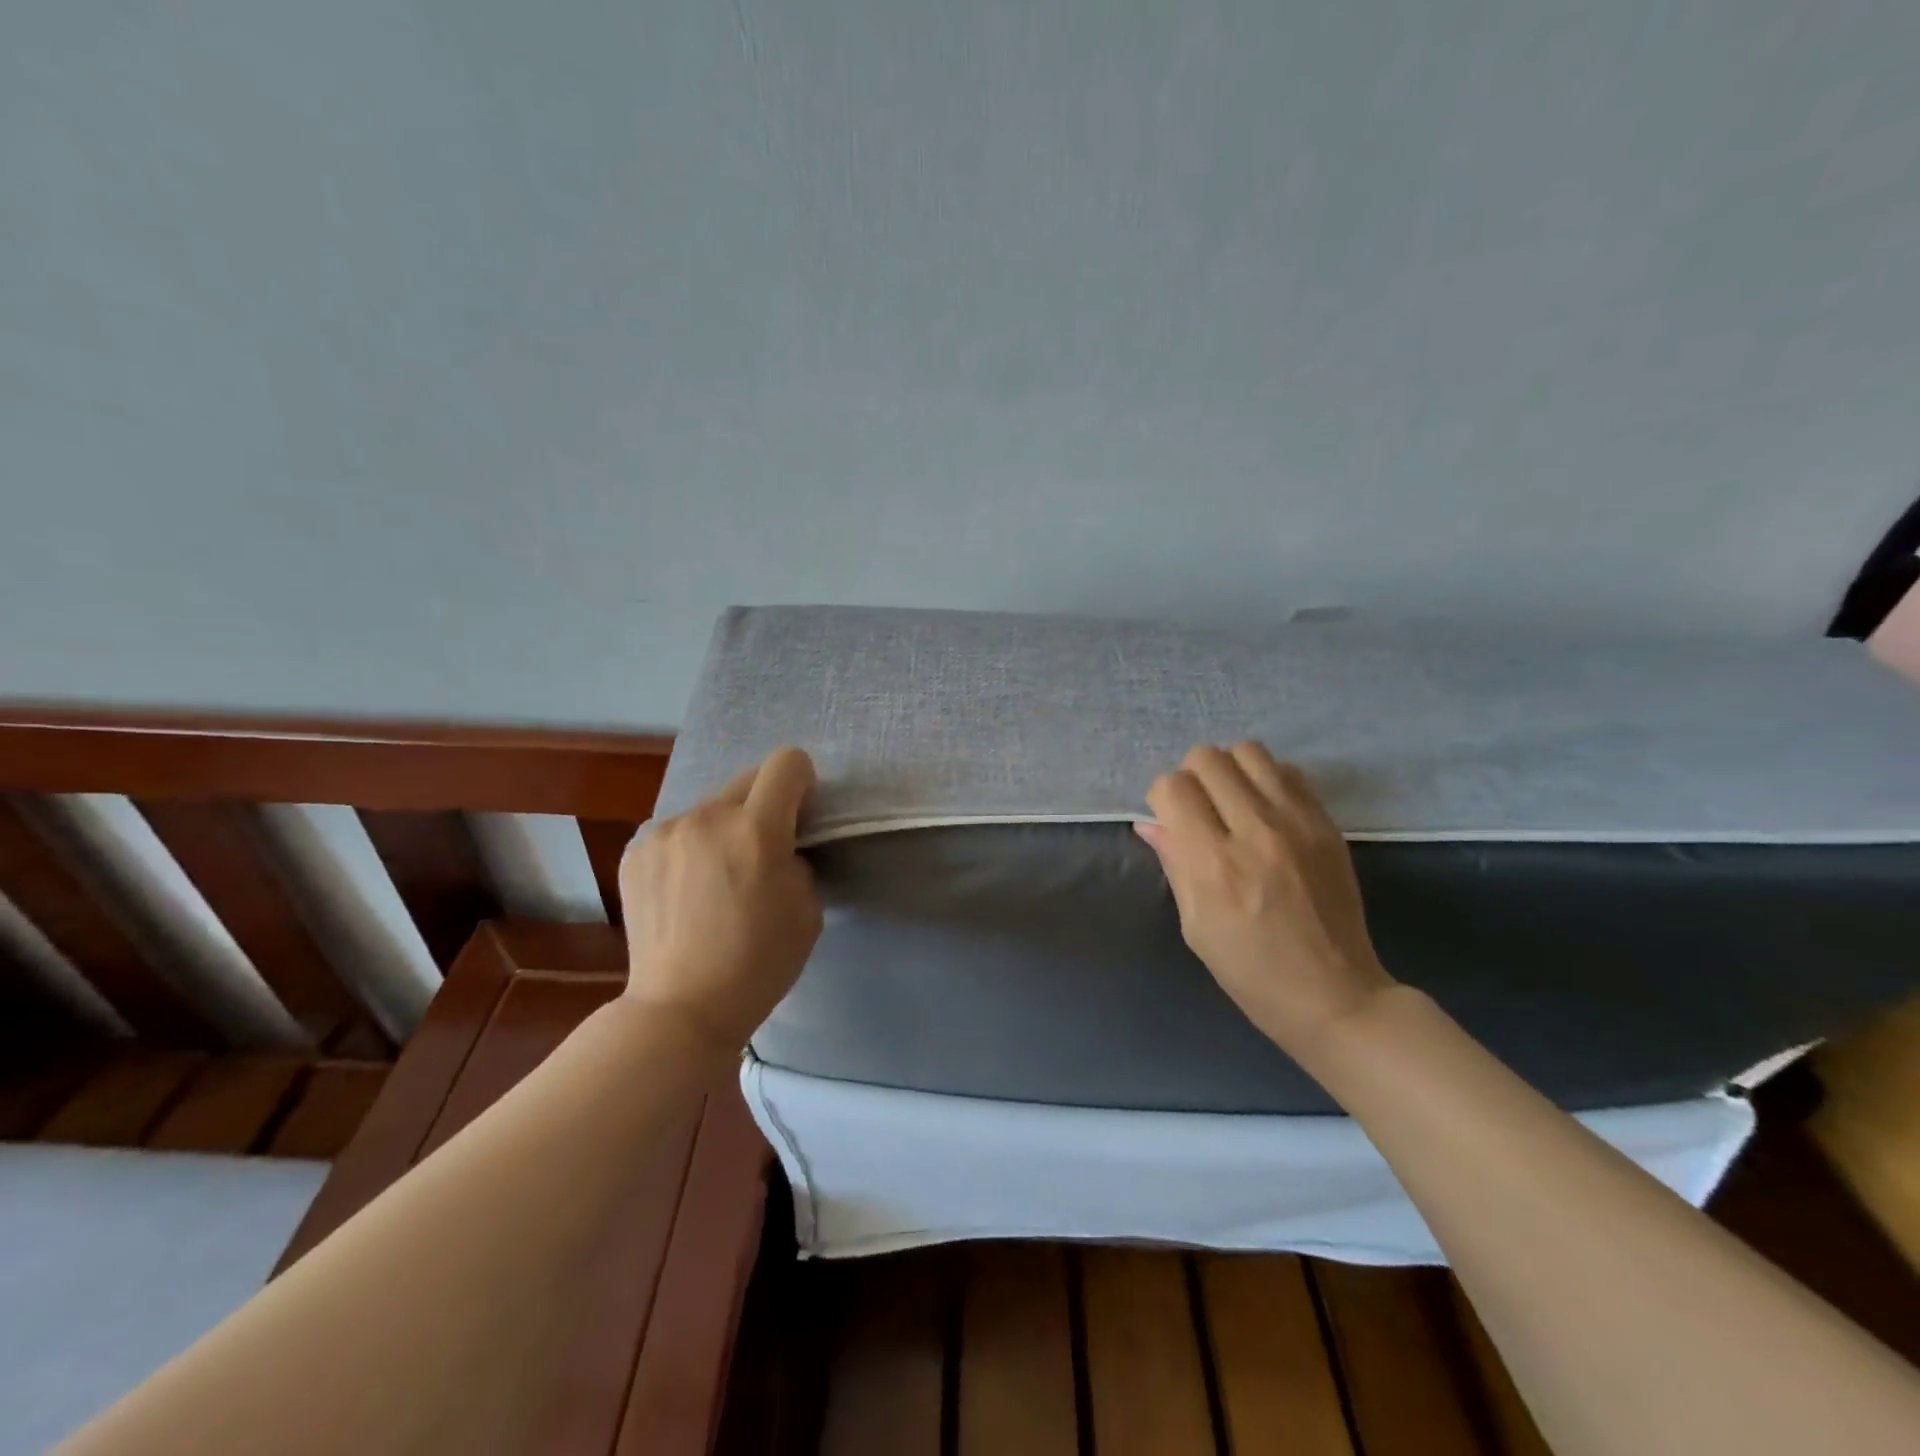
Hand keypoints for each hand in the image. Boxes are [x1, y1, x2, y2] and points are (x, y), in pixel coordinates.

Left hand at [619, 747, 823, 1052]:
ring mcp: (664, 832)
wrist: (680, 1009)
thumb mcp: (807, 909)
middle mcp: (706, 817)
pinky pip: (678, 831)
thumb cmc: (758, 964)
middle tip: (761, 854)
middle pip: (748, 779)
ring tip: (717, 878)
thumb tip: (781, 845)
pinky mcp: (635, 851)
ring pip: (710, 807)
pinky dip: (690, 848)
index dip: (803, 783)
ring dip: (724, 828)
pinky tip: (685, 892)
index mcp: (756, 830)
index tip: (801, 816)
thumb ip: (799, 859)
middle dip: (764, 806)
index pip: (788, 763)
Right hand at [1136, 743, 1394, 1061]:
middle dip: (1192, 778)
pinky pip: (1289, 772)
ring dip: (1230, 770)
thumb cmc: (1249, 970)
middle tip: (1200, 810)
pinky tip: (1267, 811)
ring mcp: (1297, 823)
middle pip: (1208, 758)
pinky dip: (1268, 780)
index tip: (1171, 821)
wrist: (1333, 994)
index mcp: (1213, 863)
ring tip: (1233, 803)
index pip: (1173, 787)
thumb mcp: (1194, 925)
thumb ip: (1174, 863)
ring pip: (1249, 751)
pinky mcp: (1327, 825)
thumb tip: (1151, 823)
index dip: (1162, 798)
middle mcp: (1254, 831)